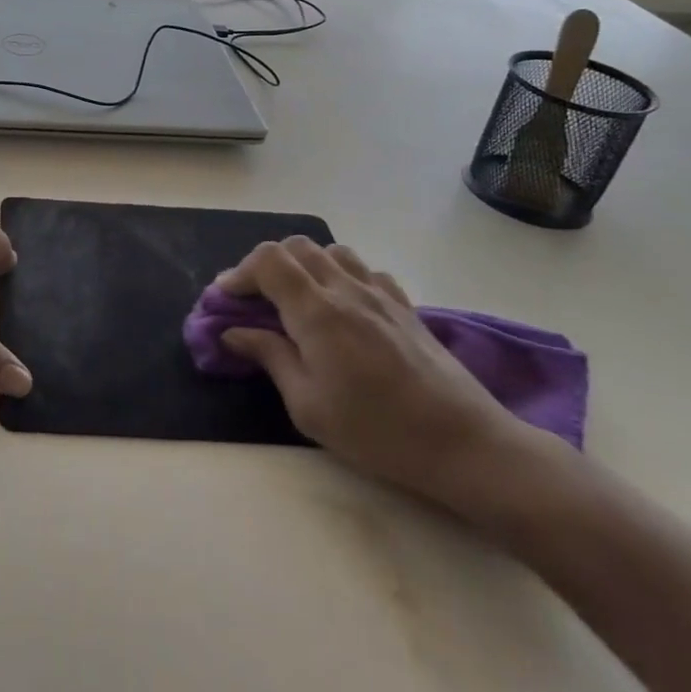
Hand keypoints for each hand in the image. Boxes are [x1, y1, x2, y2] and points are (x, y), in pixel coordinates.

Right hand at [218, 237, 542, 513]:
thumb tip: (233, 331)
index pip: (267, 261)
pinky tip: (343, 306)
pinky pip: (365, 270)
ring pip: (331, 251)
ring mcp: (380, 294)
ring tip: (296, 297)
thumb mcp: (308, 405)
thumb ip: (270, 357)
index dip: (239, 273)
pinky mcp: (405, 306)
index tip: (226, 300)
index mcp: (316, 312)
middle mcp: (345, 290)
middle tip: (255, 299)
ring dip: (304, 265)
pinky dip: (342, 275)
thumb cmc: (377, 431)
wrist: (465, 444)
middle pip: (295, 247)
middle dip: (265, 265)